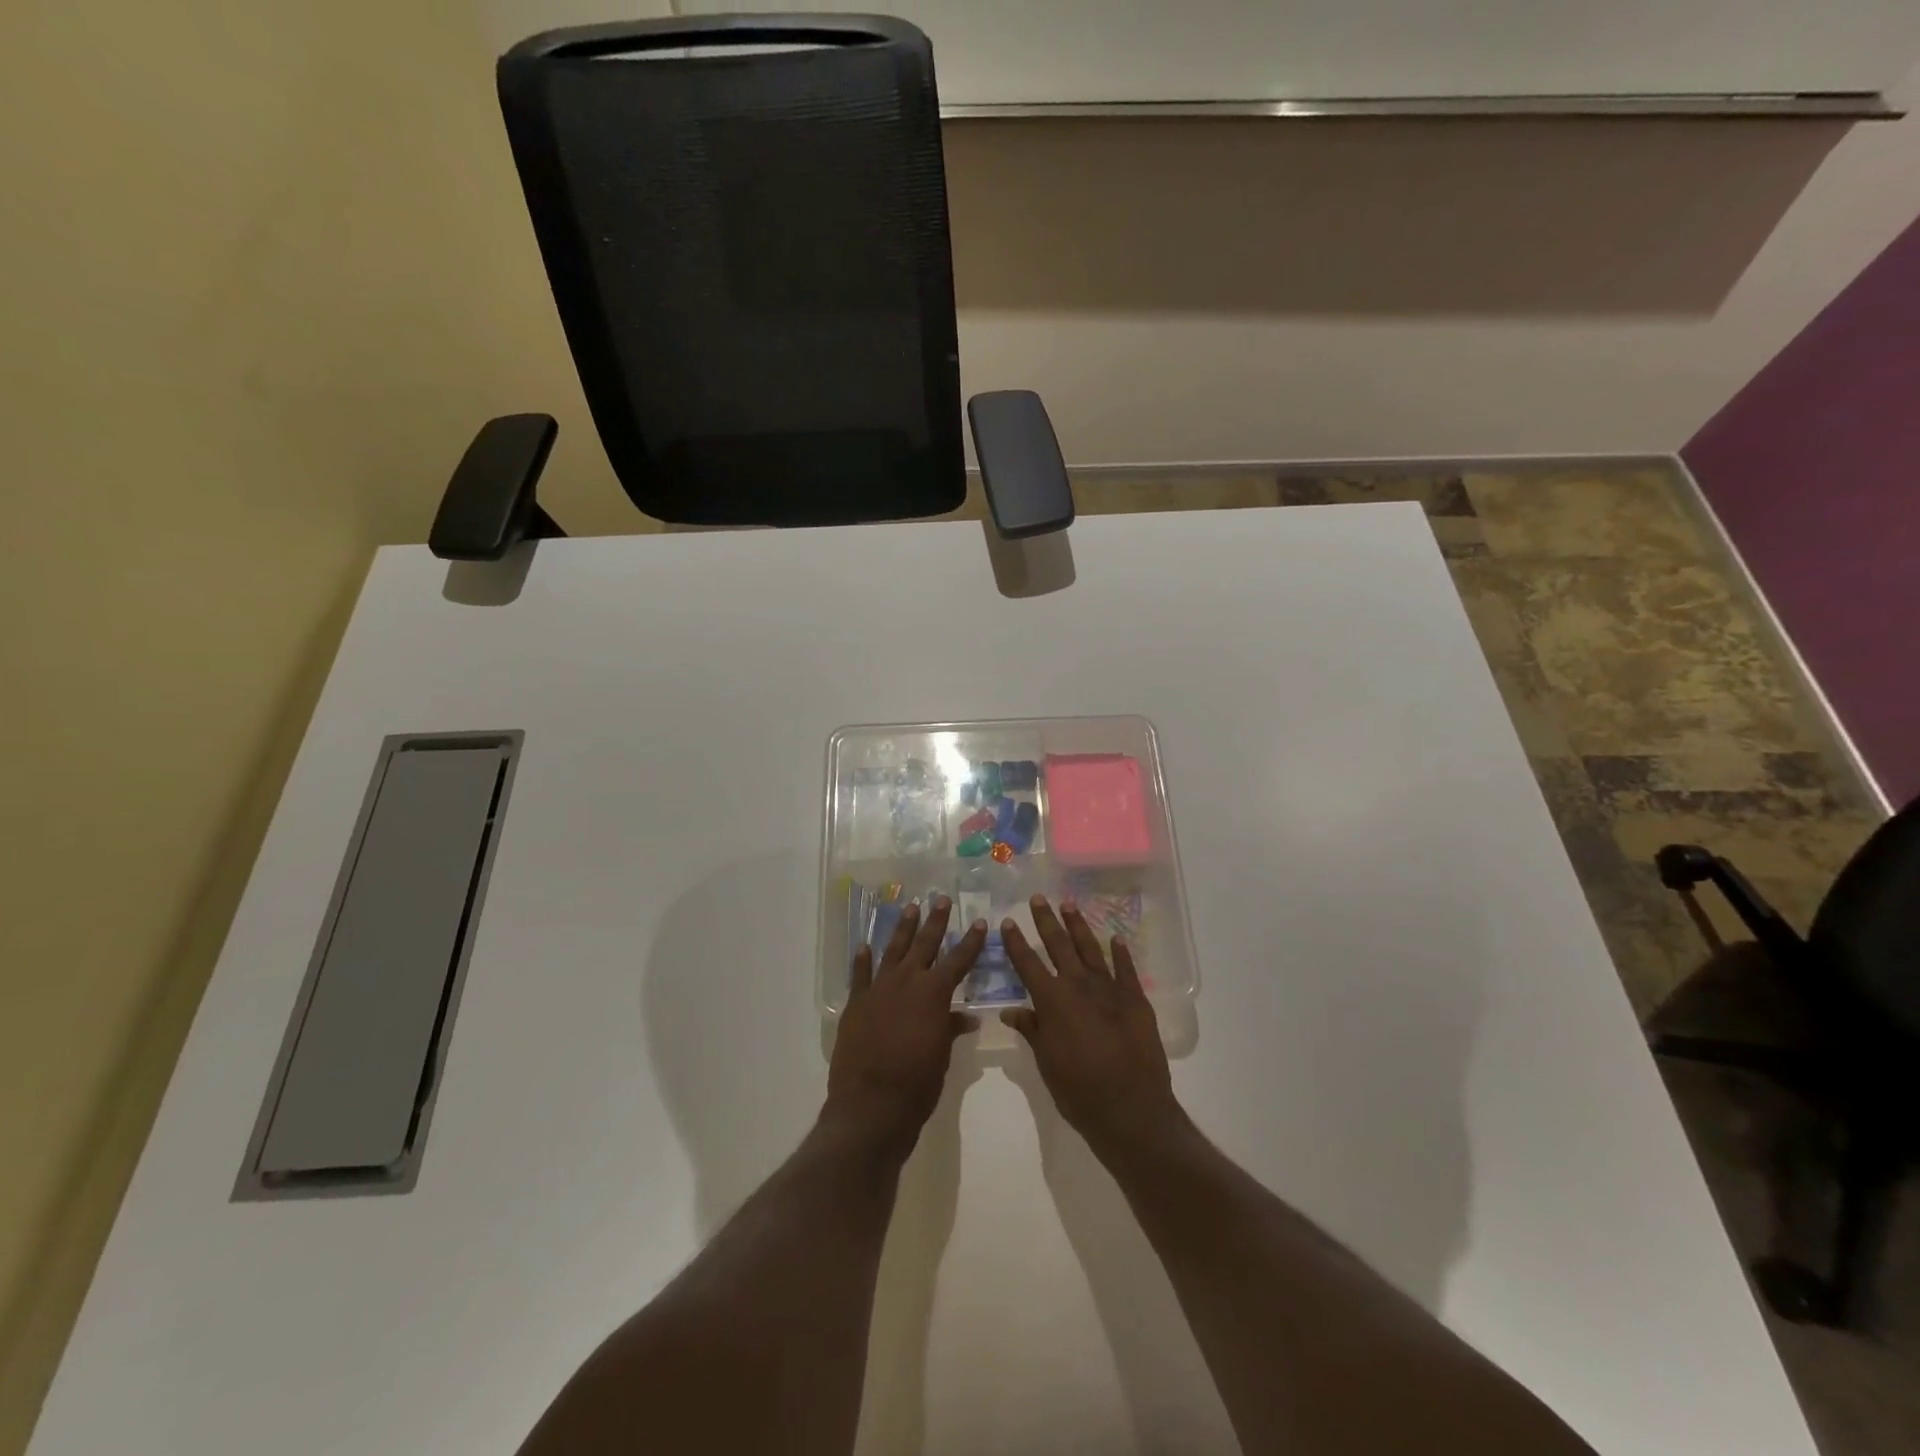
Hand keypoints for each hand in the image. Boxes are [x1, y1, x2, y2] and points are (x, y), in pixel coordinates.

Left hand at [825, 896, 987, 1158]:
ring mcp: (878, 990)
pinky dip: (862, 960)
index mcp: (934, 994)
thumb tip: (966, 1018)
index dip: (971, 941)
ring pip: (893, 950)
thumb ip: (951, 1030)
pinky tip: (865, 946)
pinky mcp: (856, 1004)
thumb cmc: (917, 1084)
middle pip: (924, 945)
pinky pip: (860, 975)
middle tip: (941, 899)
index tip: (980, 921)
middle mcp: (907, 982)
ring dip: (902, 929)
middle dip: (935, 921)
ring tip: (910, 908)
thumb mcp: (943, 1057)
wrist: (870, 1106)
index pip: (958, 960)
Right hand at [1002, 895, 1181, 1154]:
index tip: (1008, 921)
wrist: (1131, 1108)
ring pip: (1090, 949)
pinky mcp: (1135, 999)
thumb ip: (1032, 1031)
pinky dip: (1120, 952)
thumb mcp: (1046, 1063)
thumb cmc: (1079, 1091)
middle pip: (1058, 945)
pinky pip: (1126, 968)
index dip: (1016, 942)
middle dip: (1046, 921)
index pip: (1028, 963)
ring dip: (1078, 926)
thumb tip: (1012, 1011)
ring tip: (1069, 904)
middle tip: (1038, 898)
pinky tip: (1116, 938)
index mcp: (1052, 1001)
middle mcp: (1079, 986)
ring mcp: (1110, 989)